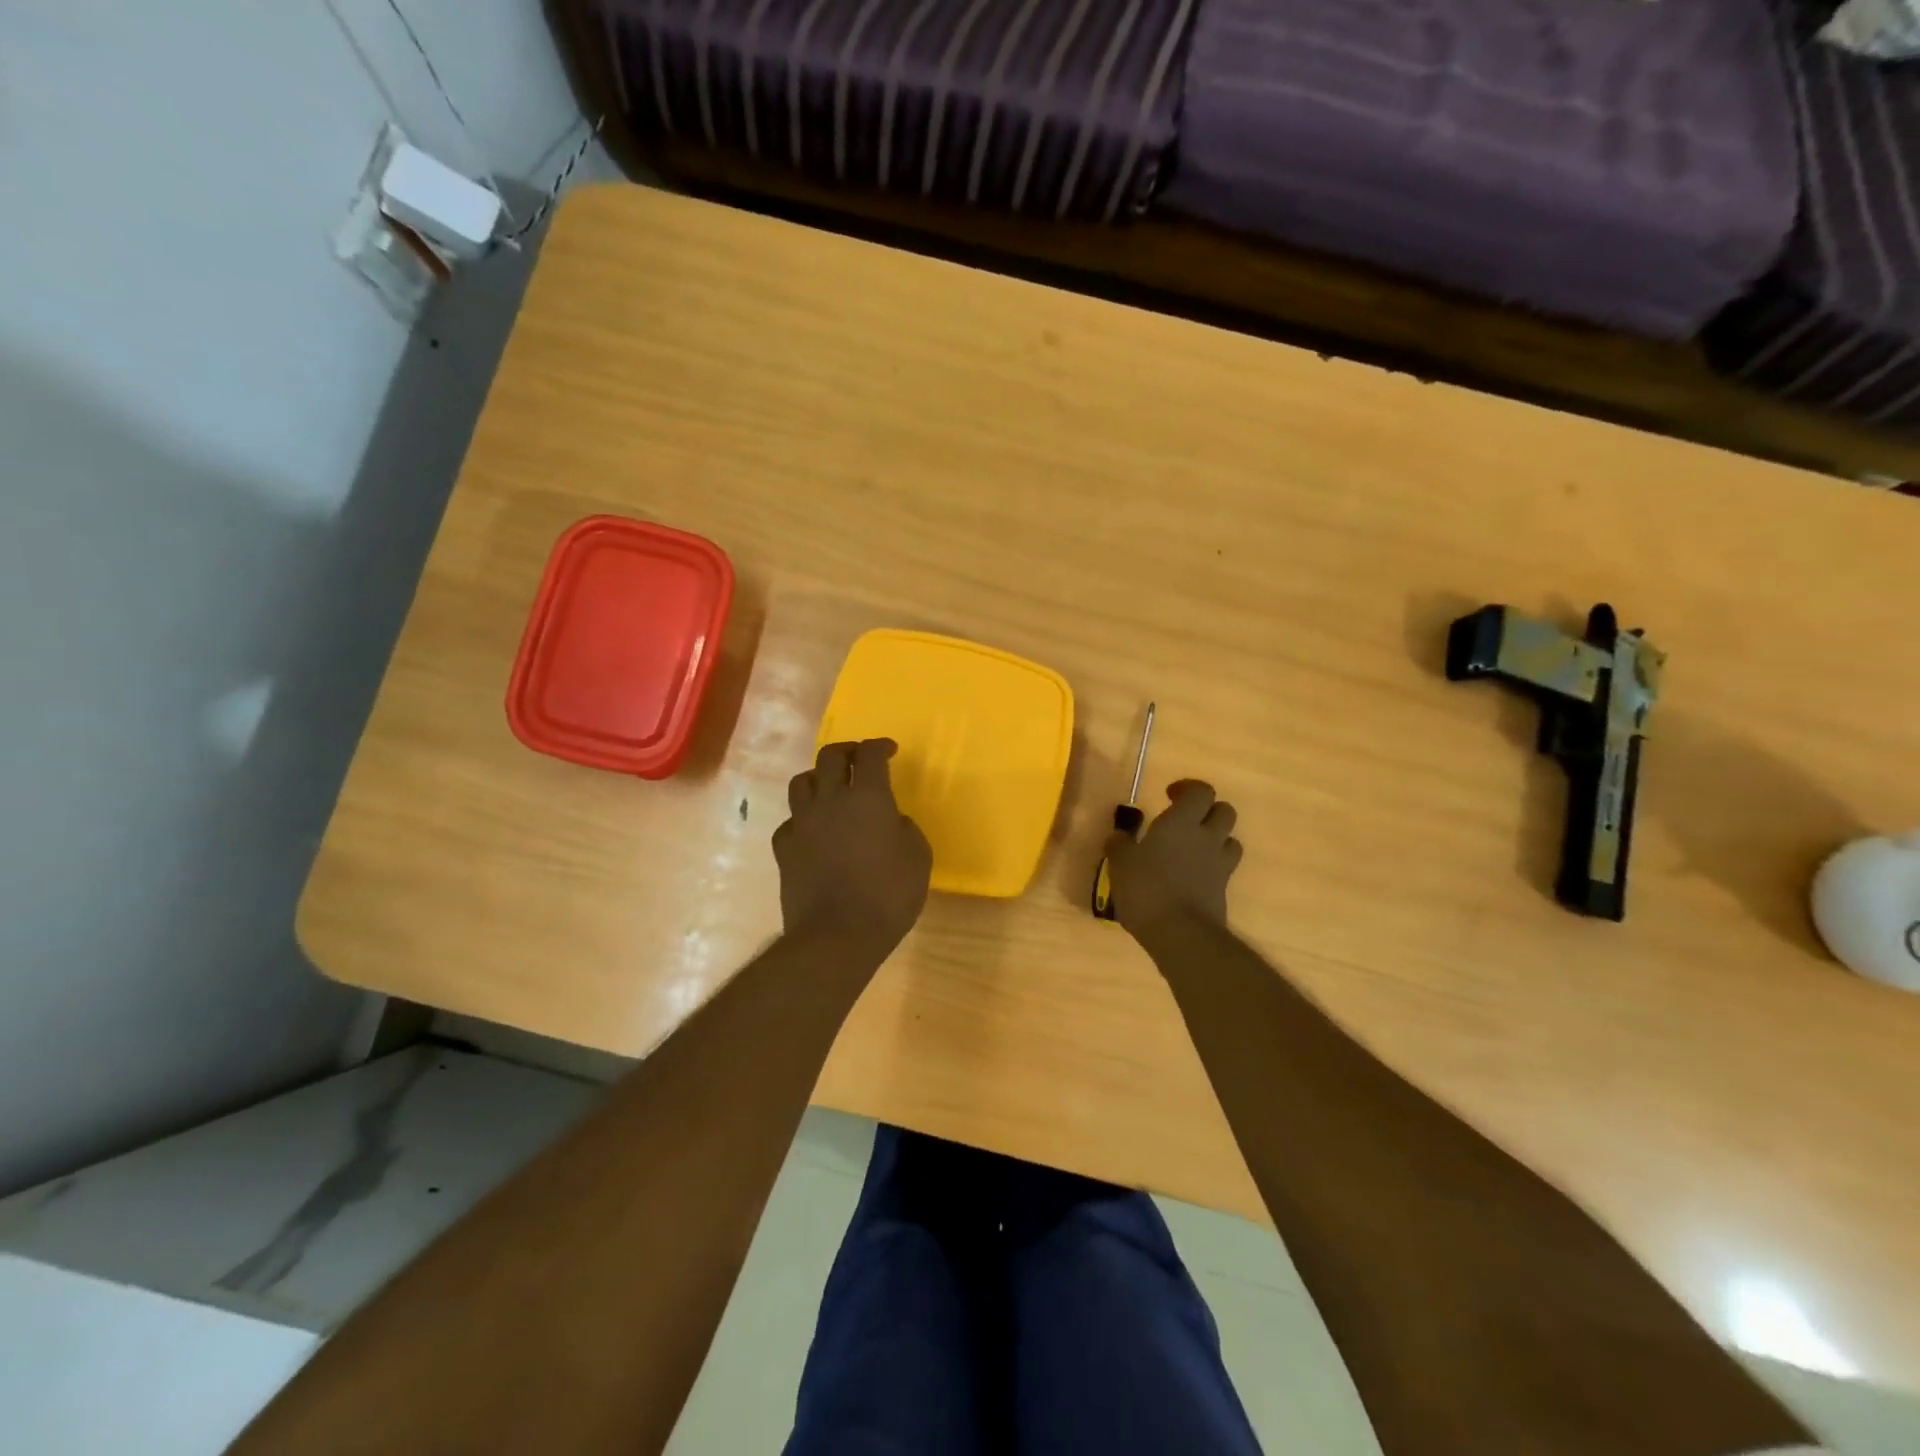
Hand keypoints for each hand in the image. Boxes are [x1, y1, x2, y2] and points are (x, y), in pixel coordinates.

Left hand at [774, 739, 932, 964]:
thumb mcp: (918, 858)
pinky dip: (802, 819)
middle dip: (846, 751)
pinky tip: (813, 832)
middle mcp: (830, 800)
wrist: (837, 935)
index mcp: (867, 796)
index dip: (880, 746)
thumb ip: (906, 829)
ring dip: (817, 778)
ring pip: (801, 782)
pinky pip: (790, 821)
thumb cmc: (888, 895)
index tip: (889, 750)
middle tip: (859, 759)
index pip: (870, 754)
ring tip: (829, 789)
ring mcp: (802, 823)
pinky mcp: (783, 848)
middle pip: (829, 757)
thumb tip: (893, 821)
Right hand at [1105, 780, 1242, 937]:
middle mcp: (1206, 837)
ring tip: (1193, 848)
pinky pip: (1224, 867)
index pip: (1201, 791)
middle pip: (1224, 811)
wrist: (1181, 933)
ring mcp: (1219, 864)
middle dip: (1208, 811)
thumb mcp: (1120, 863)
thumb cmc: (1146, 888)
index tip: (1170, 796)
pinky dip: (1212, 866)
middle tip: (1186, 821)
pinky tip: (1192, 876)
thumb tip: (1118, 836)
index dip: (1188, 789)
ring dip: (1216, 838)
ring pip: (1230, 839)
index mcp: (1181, 822)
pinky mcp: (1223, 889)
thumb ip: (1119, 845)